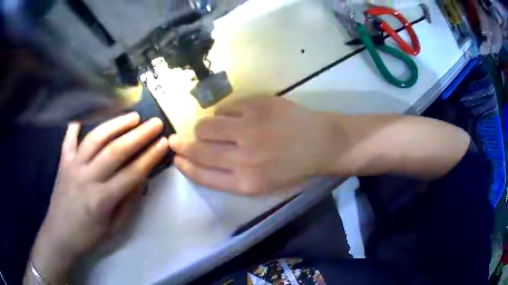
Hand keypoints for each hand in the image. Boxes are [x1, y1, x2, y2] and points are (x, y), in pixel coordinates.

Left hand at [28, 113, 168, 282]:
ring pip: (95, 139)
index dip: (150, 156)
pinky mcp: (63, 162)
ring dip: (115, 125)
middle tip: (155, 123)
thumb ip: (129, 203)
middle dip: (138, 135)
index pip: (131, 173)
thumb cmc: (89, 236)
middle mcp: (87, 178)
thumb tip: (142, 179)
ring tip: (133, 116)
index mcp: (102, 199)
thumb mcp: (114, 228)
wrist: (59, 235)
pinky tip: (85, 113)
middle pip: (115, 150)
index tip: (164, 142)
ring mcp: (72, 166)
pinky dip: (76, 124)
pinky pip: (69, 139)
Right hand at [169, 97, 335, 194]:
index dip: (185, 165)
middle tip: (176, 140)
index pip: (202, 174)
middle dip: (181, 145)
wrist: (322, 143)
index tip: (176, 158)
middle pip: (198, 149)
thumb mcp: (264, 185)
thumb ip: (233, 177)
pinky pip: (226, 108)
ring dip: (203, 127)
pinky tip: (237, 116)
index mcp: (246, 182)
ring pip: (206, 124)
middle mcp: (243, 157)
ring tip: (214, 128)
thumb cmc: (294, 168)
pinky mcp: (257, 106)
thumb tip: (204, 159)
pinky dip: (225, 113)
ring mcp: (249, 128)